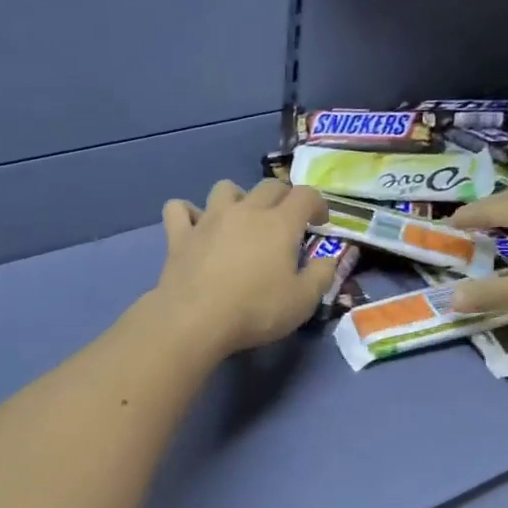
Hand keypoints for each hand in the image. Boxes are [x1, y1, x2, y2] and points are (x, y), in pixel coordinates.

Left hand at [149, 180, 336, 358]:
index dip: (317, 203)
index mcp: (279, 224)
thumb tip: (328, 259)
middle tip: (286, 221)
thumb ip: (321, 276)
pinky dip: (188, 213)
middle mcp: (245, 211)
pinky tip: (195, 226)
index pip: (305, 195)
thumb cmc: (255, 311)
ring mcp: (209, 219)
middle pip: (268, 186)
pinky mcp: (180, 235)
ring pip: (224, 188)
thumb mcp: (303, 301)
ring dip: (237, 197)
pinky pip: (179, 209)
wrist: (195, 320)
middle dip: (283, 197)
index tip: (320, 222)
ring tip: (241, 218)